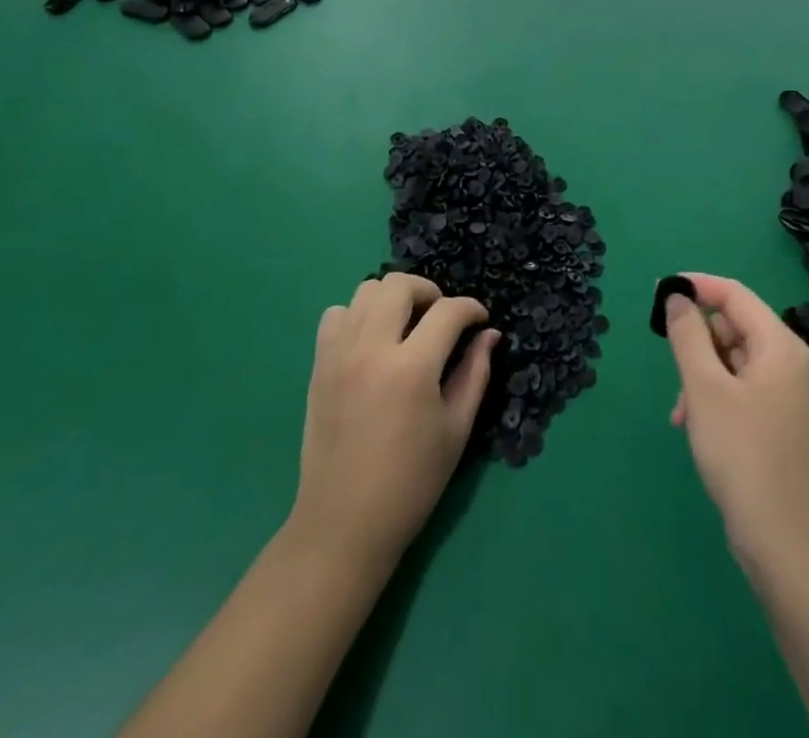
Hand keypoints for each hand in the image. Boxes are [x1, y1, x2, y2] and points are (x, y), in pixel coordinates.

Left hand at [291, 273, 497, 567]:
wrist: (344, 523)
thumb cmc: (411, 482)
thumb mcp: (456, 429)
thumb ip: (475, 373)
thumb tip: (489, 334)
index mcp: (412, 368)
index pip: (448, 311)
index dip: (471, 309)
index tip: (480, 320)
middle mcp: (372, 348)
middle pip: (400, 285)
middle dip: (430, 292)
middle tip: (441, 319)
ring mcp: (339, 353)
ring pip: (366, 290)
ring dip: (394, 299)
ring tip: (407, 326)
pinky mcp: (319, 364)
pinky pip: (337, 314)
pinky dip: (358, 315)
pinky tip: (372, 341)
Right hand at [662, 274, 808, 568]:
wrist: (783, 542)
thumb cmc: (742, 454)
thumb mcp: (704, 388)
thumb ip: (687, 335)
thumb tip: (677, 297)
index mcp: (780, 345)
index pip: (735, 294)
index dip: (697, 286)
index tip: (660, 291)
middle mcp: (788, 362)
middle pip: (733, 327)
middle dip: (697, 343)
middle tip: (672, 368)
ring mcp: (785, 394)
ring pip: (731, 361)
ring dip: (700, 375)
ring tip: (681, 411)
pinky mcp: (777, 422)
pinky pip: (739, 389)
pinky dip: (713, 397)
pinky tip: (692, 425)